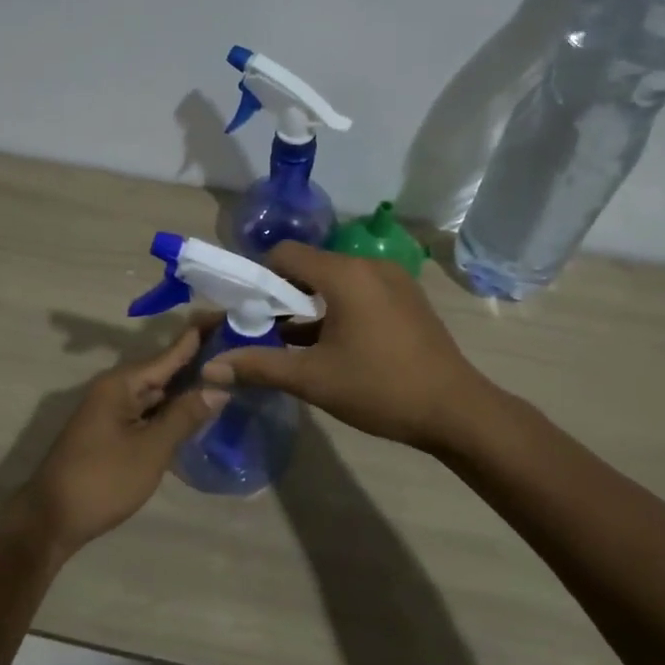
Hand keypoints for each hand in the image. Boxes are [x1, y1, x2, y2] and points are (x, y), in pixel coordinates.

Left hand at [17, 324, 227, 554]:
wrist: (51, 519)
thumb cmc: (103, 479)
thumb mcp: (151, 448)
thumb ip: (184, 416)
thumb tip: (218, 388)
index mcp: (122, 383)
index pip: (169, 352)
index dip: (199, 336)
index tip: (227, 315)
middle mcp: (115, 390)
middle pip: (164, 370)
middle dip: (198, 362)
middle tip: (238, 350)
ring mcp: (112, 412)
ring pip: (157, 394)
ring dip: (187, 389)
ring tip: (226, 376)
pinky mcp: (112, 434)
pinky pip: (148, 413)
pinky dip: (172, 411)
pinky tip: (196, 414)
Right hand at [200, 242, 488, 451]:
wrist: (455, 410)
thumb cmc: (379, 389)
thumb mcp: (312, 379)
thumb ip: (258, 367)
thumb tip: (209, 369)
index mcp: (344, 274)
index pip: (285, 254)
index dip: (258, 278)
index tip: (248, 310)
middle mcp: (369, 266)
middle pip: (310, 265)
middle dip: (282, 294)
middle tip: (266, 331)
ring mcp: (394, 280)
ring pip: (336, 280)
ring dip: (310, 304)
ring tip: (295, 343)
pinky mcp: (407, 298)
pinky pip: (360, 291)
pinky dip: (338, 309)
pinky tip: (332, 345)